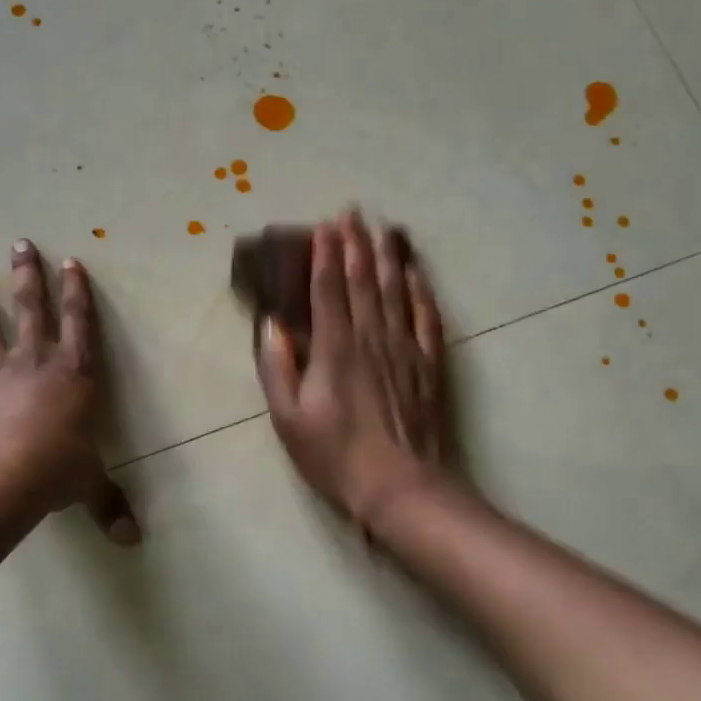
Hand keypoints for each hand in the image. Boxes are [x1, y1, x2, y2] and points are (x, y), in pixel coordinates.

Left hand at [0, 239, 139, 545]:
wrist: (1, 474)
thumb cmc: (56, 468)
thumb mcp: (89, 484)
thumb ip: (109, 505)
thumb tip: (134, 541)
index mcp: (73, 374)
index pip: (79, 323)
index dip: (77, 292)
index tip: (71, 262)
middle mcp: (34, 363)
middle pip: (31, 309)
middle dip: (27, 276)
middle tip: (19, 244)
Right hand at [256, 211, 453, 529]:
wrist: (400, 488)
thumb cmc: (335, 455)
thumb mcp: (288, 418)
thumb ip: (277, 368)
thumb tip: (271, 324)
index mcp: (333, 349)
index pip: (328, 290)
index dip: (325, 255)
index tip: (324, 226)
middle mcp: (370, 338)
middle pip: (363, 280)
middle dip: (356, 243)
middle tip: (353, 211)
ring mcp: (404, 349)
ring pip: (395, 291)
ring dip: (387, 256)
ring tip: (383, 228)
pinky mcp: (428, 365)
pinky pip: (426, 318)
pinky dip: (421, 291)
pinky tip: (416, 273)